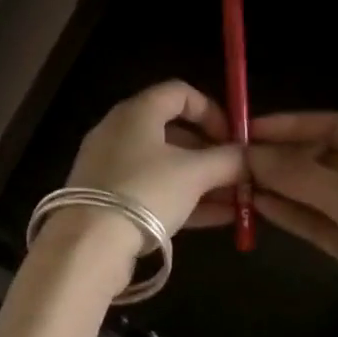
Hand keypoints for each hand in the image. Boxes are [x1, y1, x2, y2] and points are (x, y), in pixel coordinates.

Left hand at [59, 81, 245, 247]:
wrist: (88, 244)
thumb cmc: (145, 192)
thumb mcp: (194, 174)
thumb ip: (227, 161)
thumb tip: (249, 157)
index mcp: (136, 113)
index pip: (179, 93)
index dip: (212, 110)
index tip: (234, 137)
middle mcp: (119, 132)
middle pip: (173, 132)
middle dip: (211, 153)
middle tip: (238, 173)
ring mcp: (111, 167)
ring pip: (165, 166)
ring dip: (202, 180)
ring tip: (237, 200)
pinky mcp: (108, 200)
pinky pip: (153, 191)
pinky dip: (183, 199)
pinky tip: (218, 218)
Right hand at [248, 112, 337, 336]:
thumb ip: (299, 175)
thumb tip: (249, 154)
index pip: (329, 125)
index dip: (288, 125)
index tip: (245, 130)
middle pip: (318, 157)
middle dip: (278, 158)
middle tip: (232, 162)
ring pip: (313, 191)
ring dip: (279, 187)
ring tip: (234, 184)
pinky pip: (316, 221)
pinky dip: (290, 214)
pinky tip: (257, 208)